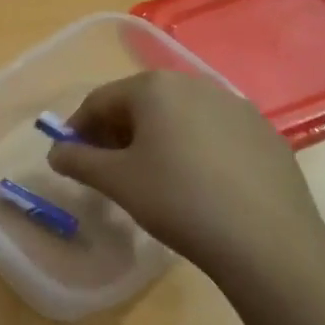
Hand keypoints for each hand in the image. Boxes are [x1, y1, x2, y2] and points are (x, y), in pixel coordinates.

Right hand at [46, 71, 324, 294]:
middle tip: (109, 168)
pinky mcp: (265, 133)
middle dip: (118, 132)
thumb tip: (56, 152)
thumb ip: (78, 161)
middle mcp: (195, 84)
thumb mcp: (117, 182)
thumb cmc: (178, 200)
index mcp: (154, 87)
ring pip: (179, 116)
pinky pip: (214, 133)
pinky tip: (199, 184)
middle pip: (141, 103)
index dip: (78, 128)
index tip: (71, 157)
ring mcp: (236, 106)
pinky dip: (195, 149)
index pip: (100, 100)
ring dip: (157, 138)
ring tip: (153, 177)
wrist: (267, 240)